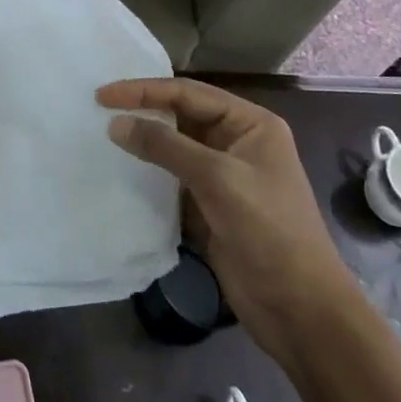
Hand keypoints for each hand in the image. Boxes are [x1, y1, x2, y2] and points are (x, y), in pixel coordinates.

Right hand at [100, 78, 354, 348]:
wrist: (301, 311)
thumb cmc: (268, 231)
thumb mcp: (218, 179)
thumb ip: (165, 146)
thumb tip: (116, 123)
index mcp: (250, 124)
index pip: (189, 93)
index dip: (144, 90)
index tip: (103, 95)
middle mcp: (237, 142)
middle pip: (181, 115)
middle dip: (142, 111)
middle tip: (98, 110)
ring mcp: (224, 175)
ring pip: (174, 146)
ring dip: (144, 142)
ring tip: (103, 136)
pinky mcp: (210, 206)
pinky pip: (173, 178)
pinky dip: (149, 173)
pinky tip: (121, 171)